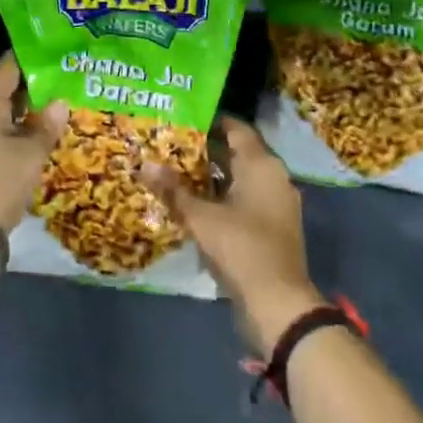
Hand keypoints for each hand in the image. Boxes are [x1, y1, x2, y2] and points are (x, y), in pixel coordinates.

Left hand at [0, 52, 64, 232]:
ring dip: (32, 108)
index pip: (6, 70)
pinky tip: (47, 130)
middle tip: (65, 73)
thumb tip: (60, 101)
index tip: (52, 46)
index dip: (27, 56)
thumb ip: (46, 126)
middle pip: (8, 90)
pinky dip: (26, 128)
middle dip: (35, 82)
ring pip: (9, 113)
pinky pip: (8, 132)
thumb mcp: (30, 154)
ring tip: (62, 98)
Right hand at [142, 116, 326, 355]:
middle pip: (239, 152)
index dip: (211, 121)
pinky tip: (200, 205)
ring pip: (243, 178)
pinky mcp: (276, 226)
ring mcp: (278, 202)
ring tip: (181, 173)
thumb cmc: (241, 247)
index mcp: (261, 164)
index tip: (184, 119)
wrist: (279, 303)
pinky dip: (226, 197)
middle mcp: (274, 176)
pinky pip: (248, 199)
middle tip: (174, 146)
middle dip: (208, 150)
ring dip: (216, 176)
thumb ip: (174, 191)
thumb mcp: (201, 218)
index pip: (236, 128)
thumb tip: (144, 164)